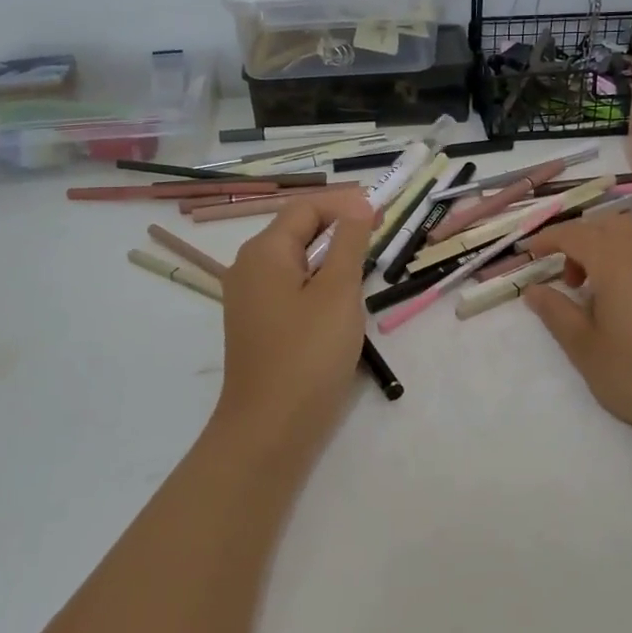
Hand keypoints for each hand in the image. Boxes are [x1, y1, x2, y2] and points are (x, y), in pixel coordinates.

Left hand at [215, 193, 374, 455]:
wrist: (270, 429)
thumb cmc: (308, 354)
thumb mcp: (338, 292)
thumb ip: (350, 243)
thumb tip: (358, 205)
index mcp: (264, 252)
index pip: (305, 208)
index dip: (344, 204)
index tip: (382, 212)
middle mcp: (249, 267)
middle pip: (297, 230)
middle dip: (339, 227)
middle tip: (380, 235)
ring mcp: (250, 298)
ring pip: (296, 260)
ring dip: (331, 255)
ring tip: (366, 266)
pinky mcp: (259, 324)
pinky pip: (291, 286)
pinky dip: (318, 281)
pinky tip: (341, 299)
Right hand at [522, 215, 631, 451]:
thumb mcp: (585, 349)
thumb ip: (556, 312)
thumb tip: (534, 289)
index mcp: (615, 262)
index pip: (574, 234)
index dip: (548, 239)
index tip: (530, 253)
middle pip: (606, 226)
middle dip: (580, 241)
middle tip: (569, 280)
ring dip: (608, 251)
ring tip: (600, 293)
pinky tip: (631, 303)